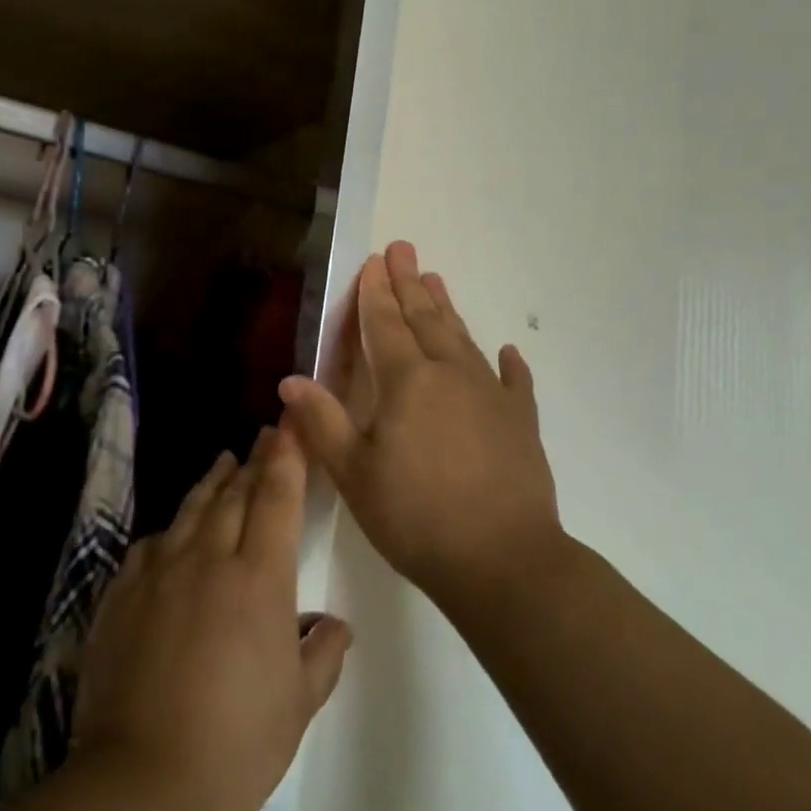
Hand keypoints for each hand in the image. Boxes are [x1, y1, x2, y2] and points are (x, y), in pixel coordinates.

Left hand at [70, 427, 350, 810]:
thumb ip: (321, 654)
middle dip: (253, 461)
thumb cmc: (237, 744)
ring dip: (212, 482)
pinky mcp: (121, 593)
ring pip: (192, 509)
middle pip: (234, 493)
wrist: (144, 780)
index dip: (285, 456)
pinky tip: (172, 532)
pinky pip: (151, 545)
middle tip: (263, 437)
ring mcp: (160, 571)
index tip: (289, 426)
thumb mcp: (297, 704)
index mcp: (259, 577)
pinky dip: (170, 530)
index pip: (276, 496)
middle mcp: (209, 557)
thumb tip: (335, 625)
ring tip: (224, 462)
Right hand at [278, 240, 562, 615]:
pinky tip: (508, 352)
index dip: (375, 292)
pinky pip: (514, 382)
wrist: (504, 561)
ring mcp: (491, 395)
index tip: (373, 261)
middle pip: (425, 318)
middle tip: (403, 249)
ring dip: (446, 309)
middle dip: (409, 283)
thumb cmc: (416, 516)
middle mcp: (450, 373)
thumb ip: (322, 422)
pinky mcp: (521, 422)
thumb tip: (289, 379)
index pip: (384, 324)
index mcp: (406, 381)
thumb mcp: (354, 474)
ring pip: (463, 339)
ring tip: (436, 280)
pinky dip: (509, 364)